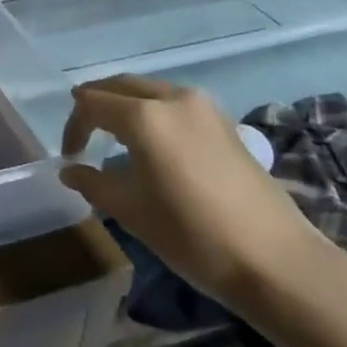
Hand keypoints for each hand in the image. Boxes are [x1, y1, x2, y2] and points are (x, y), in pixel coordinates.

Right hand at [58, 76, 321, 304]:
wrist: (277, 261)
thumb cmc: (193, 235)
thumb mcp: (131, 211)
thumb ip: (93, 183)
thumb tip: (69, 170)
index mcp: (143, 116)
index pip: (91, 103)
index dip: (74, 127)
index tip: (70, 157)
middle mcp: (172, 97)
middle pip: (119, 85)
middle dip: (95, 103)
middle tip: (82, 133)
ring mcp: (202, 107)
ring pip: (148, 90)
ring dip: (124, 104)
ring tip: (113, 135)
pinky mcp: (224, 122)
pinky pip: (173, 102)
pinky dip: (151, 111)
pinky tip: (152, 142)